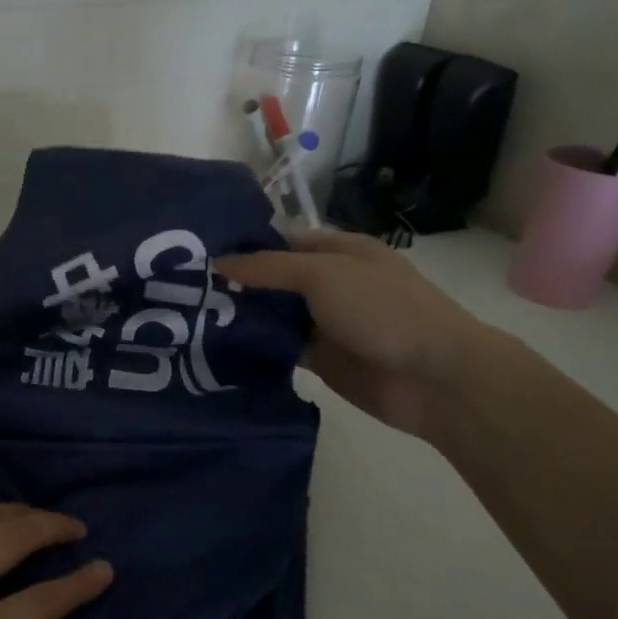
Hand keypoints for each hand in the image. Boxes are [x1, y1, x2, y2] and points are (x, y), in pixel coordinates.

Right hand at [216, 230, 503, 437]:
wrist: (434, 378)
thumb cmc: (383, 311)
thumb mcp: (323, 275)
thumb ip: (269, 268)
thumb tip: (218, 263)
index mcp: (338, 251)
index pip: (281, 240)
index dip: (244, 244)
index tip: (198, 252)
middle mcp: (330, 283)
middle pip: (273, 278)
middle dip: (235, 281)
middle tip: (183, 287)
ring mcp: (325, 322)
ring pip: (273, 315)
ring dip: (241, 316)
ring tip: (190, 316)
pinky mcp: (320, 359)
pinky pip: (279, 348)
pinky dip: (255, 348)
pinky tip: (217, 347)